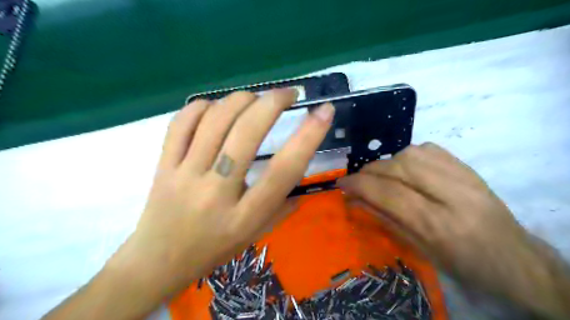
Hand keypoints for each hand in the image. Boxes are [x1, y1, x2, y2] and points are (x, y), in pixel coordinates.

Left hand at [114, 91, 334, 292]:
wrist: (158, 261)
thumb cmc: (214, 250)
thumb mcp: (256, 235)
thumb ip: (283, 206)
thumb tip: (301, 172)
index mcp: (245, 216)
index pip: (283, 170)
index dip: (308, 136)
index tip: (324, 112)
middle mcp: (216, 192)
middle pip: (246, 134)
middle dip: (272, 103)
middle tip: (288, 94)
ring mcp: (184, 176)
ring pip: (214, 121)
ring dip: (241, 100)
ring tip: (256, 99)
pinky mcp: (162, 166)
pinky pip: (180, 124)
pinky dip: (202, 107)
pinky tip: (216, 107)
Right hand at [335, 144, 569, 318]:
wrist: (514, 259)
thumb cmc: (463, 264)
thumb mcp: (419, 250)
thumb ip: (385, 220)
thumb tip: (355, 200)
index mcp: (438, 225)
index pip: (388, 193)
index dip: (359, 185)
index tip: (341, 183)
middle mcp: (451, 194)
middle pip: (399, 167)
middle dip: (370, 171)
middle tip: (358, 180)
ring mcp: (463, 176)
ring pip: (412, 153)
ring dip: (387, 162)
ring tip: (381, 175)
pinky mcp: (468, 167)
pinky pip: (429, 149)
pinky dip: (408, 154)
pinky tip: (404, 167)